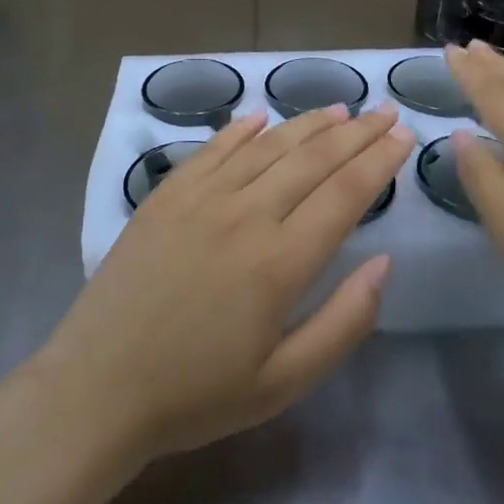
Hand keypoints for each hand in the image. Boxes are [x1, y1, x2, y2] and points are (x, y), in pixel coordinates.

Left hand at [38, 103, 413, 461]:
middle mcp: (245, 214)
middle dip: (357, 133)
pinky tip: (261, 116)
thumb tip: (385, 263)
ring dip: (308, 123)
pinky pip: (213, 148)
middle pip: (312, 159)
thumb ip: (344, 322)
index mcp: (279, 262)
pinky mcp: (166, 194)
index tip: (405, 136)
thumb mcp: (284, 382)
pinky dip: (242, 129)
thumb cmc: (196, 394)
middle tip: (386, 110)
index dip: (380, 161)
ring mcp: (201, 197)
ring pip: (267, 146)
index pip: (344, 194)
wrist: (98, 387)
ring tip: (340, 109)